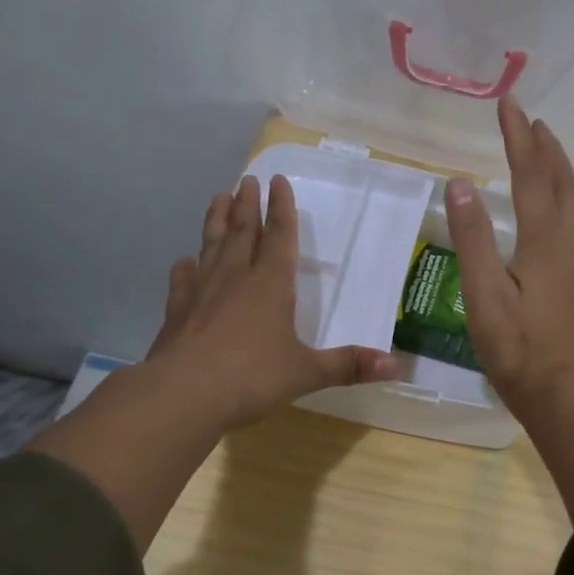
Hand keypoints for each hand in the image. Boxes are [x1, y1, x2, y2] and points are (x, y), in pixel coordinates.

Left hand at [146, 172, 399, 430]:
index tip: (279, 180)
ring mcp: (202, 292)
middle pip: (243, 232)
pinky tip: (185, 260)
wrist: (182, 395)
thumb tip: (396, 366)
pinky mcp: (177, 312)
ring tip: (218, 197)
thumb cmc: (252, 378)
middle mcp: (236, 278)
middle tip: (248, 179)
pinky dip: (186, 267)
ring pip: (212, 246)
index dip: (282, 208)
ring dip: (217, 221)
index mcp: (271, 284)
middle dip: (248, 204)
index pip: (280, 236)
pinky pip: (183, 280)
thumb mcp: (307, 372)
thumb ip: (349, 365)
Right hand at [445, 96, 573, 418]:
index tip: (509, 102)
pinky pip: (570, 220)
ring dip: (556, 167)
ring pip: (571, 201)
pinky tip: (546, 205)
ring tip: (540, 148)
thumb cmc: (517, 348)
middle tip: (528, 117)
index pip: (530, 176)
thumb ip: (473, 240)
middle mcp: (566, 244)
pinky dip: (558, 194)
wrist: (562, 393)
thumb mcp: (484, 296)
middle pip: (561, 182)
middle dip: (545, 146)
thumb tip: (461, 185)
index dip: (518, 138)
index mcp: (544, 243)